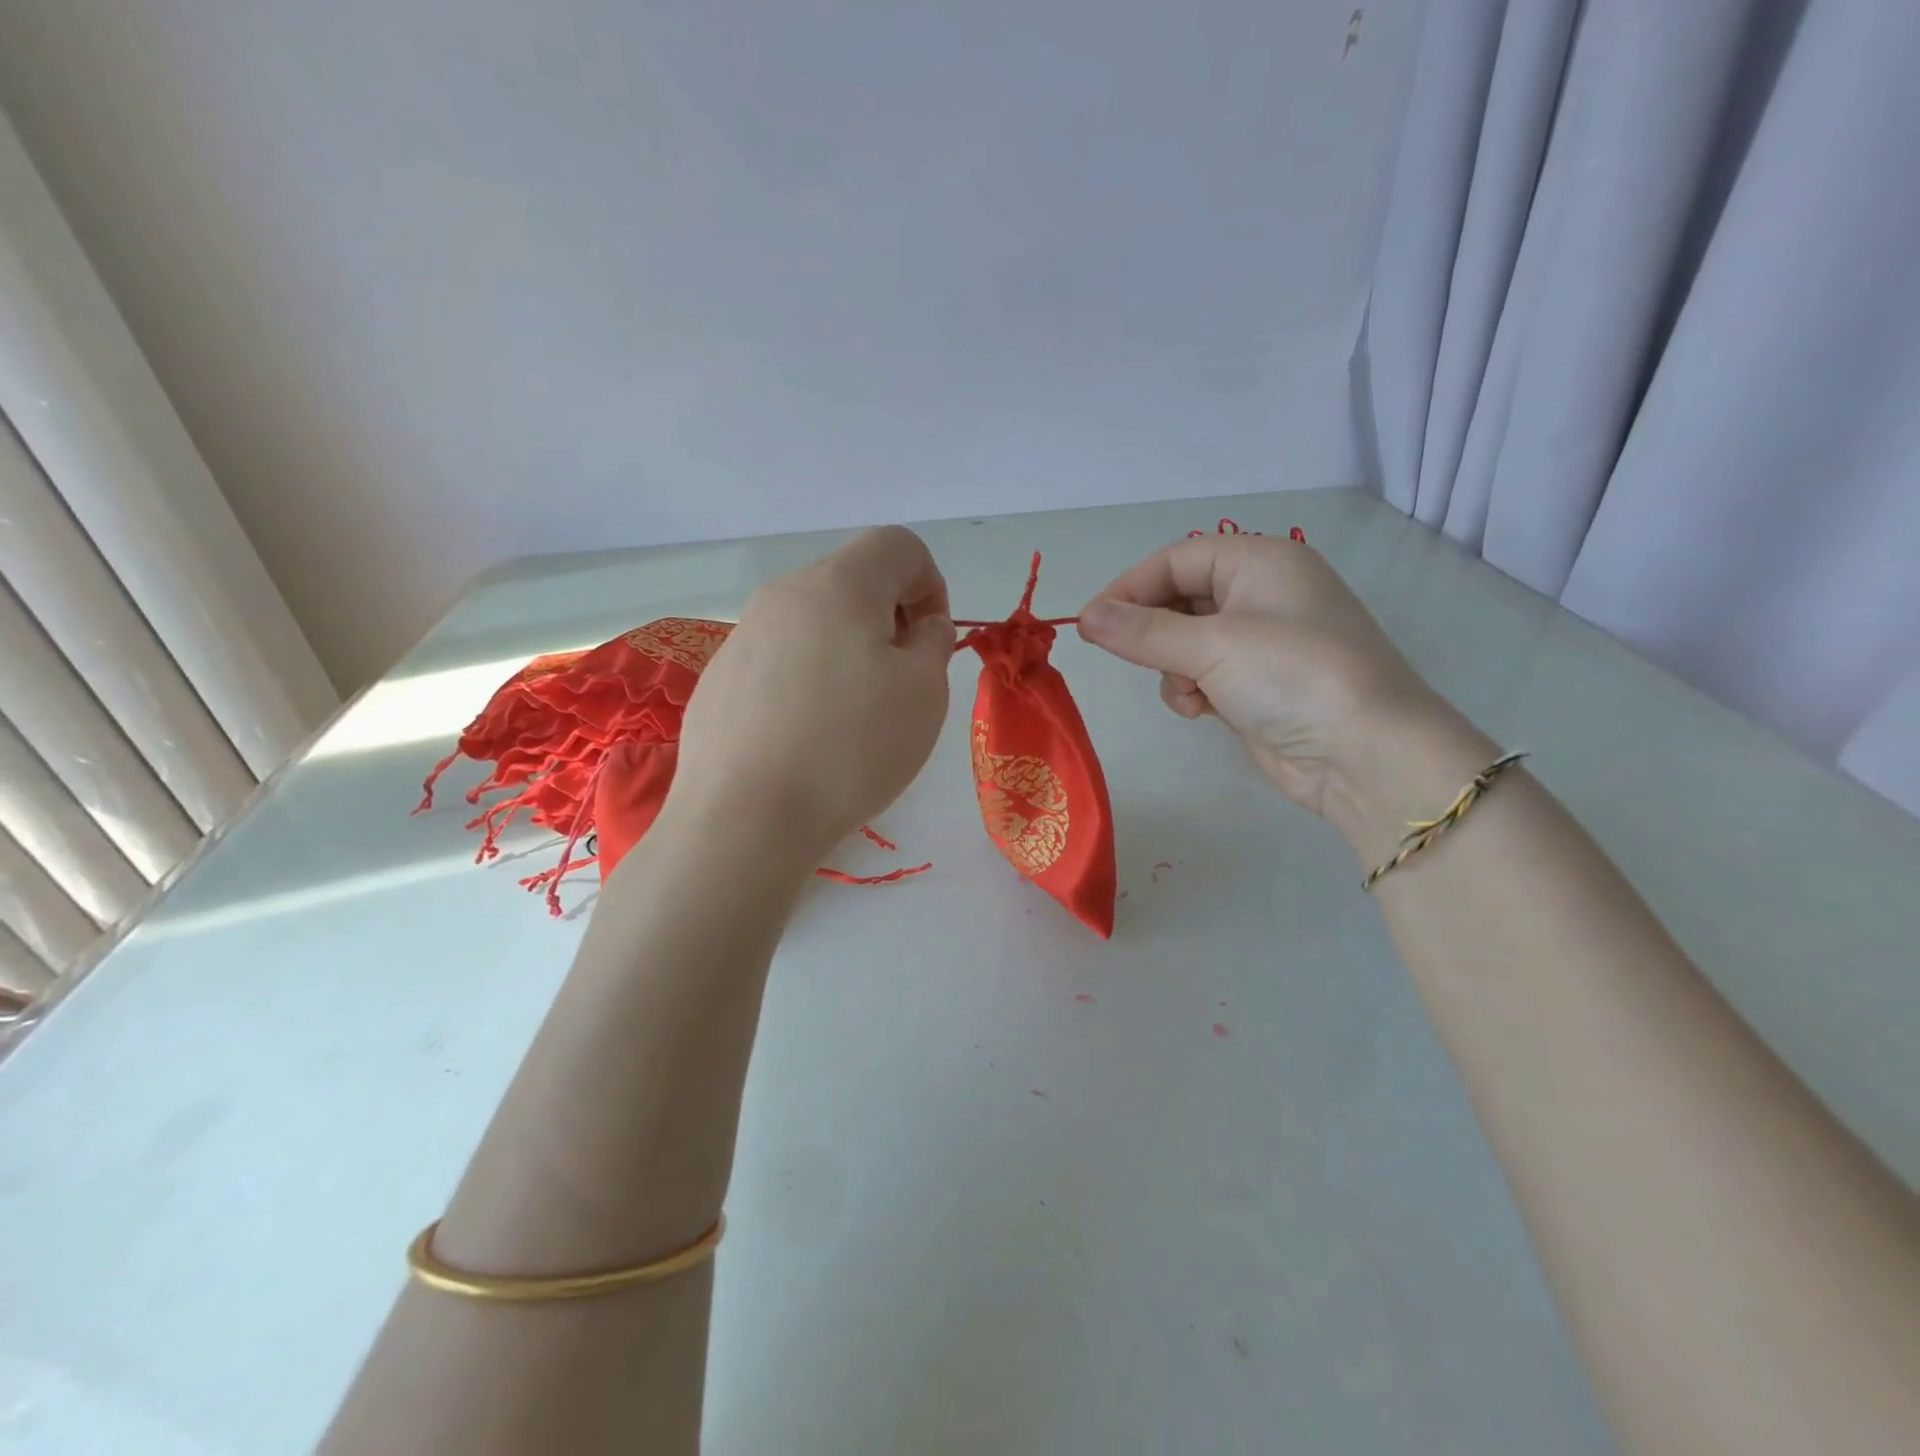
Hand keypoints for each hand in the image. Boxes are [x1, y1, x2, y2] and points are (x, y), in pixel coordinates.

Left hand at [670, 527, 955, 861]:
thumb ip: (934, 642)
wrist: (744, 818)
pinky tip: (806, 736)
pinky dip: (807, 679)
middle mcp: (784, 594)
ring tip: (852, 717)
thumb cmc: (850, 748)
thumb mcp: (925, 693)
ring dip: (848, 651)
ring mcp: (743, 635)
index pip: (898, 545)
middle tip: (898, 683)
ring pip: (815, 622)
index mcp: (839, 584)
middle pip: (853, 581)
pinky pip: (780, 659)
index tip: (930, 643)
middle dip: (889, 620)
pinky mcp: (720, 678)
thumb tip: (921, 625)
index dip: (931, 584)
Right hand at [1077, 534, 1442, 817]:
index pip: (1176, 559)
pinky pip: (1203, 675)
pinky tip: (1202, 711)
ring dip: (1172, 668)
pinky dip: (1193, 691)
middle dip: (1153, 633)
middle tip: (1125, 656)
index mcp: (1260, 562)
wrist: (1364, 754)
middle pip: (1179, 599)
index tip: (1090, 622)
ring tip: (1189, 693)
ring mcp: (1261, 642)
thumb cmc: (1291, 676)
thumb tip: (1086, 617)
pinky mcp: (1257, 685)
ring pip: (1185, 642)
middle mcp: (1261, 594)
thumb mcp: (1211, 645)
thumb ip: (1142, 630)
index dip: (1129, 587)